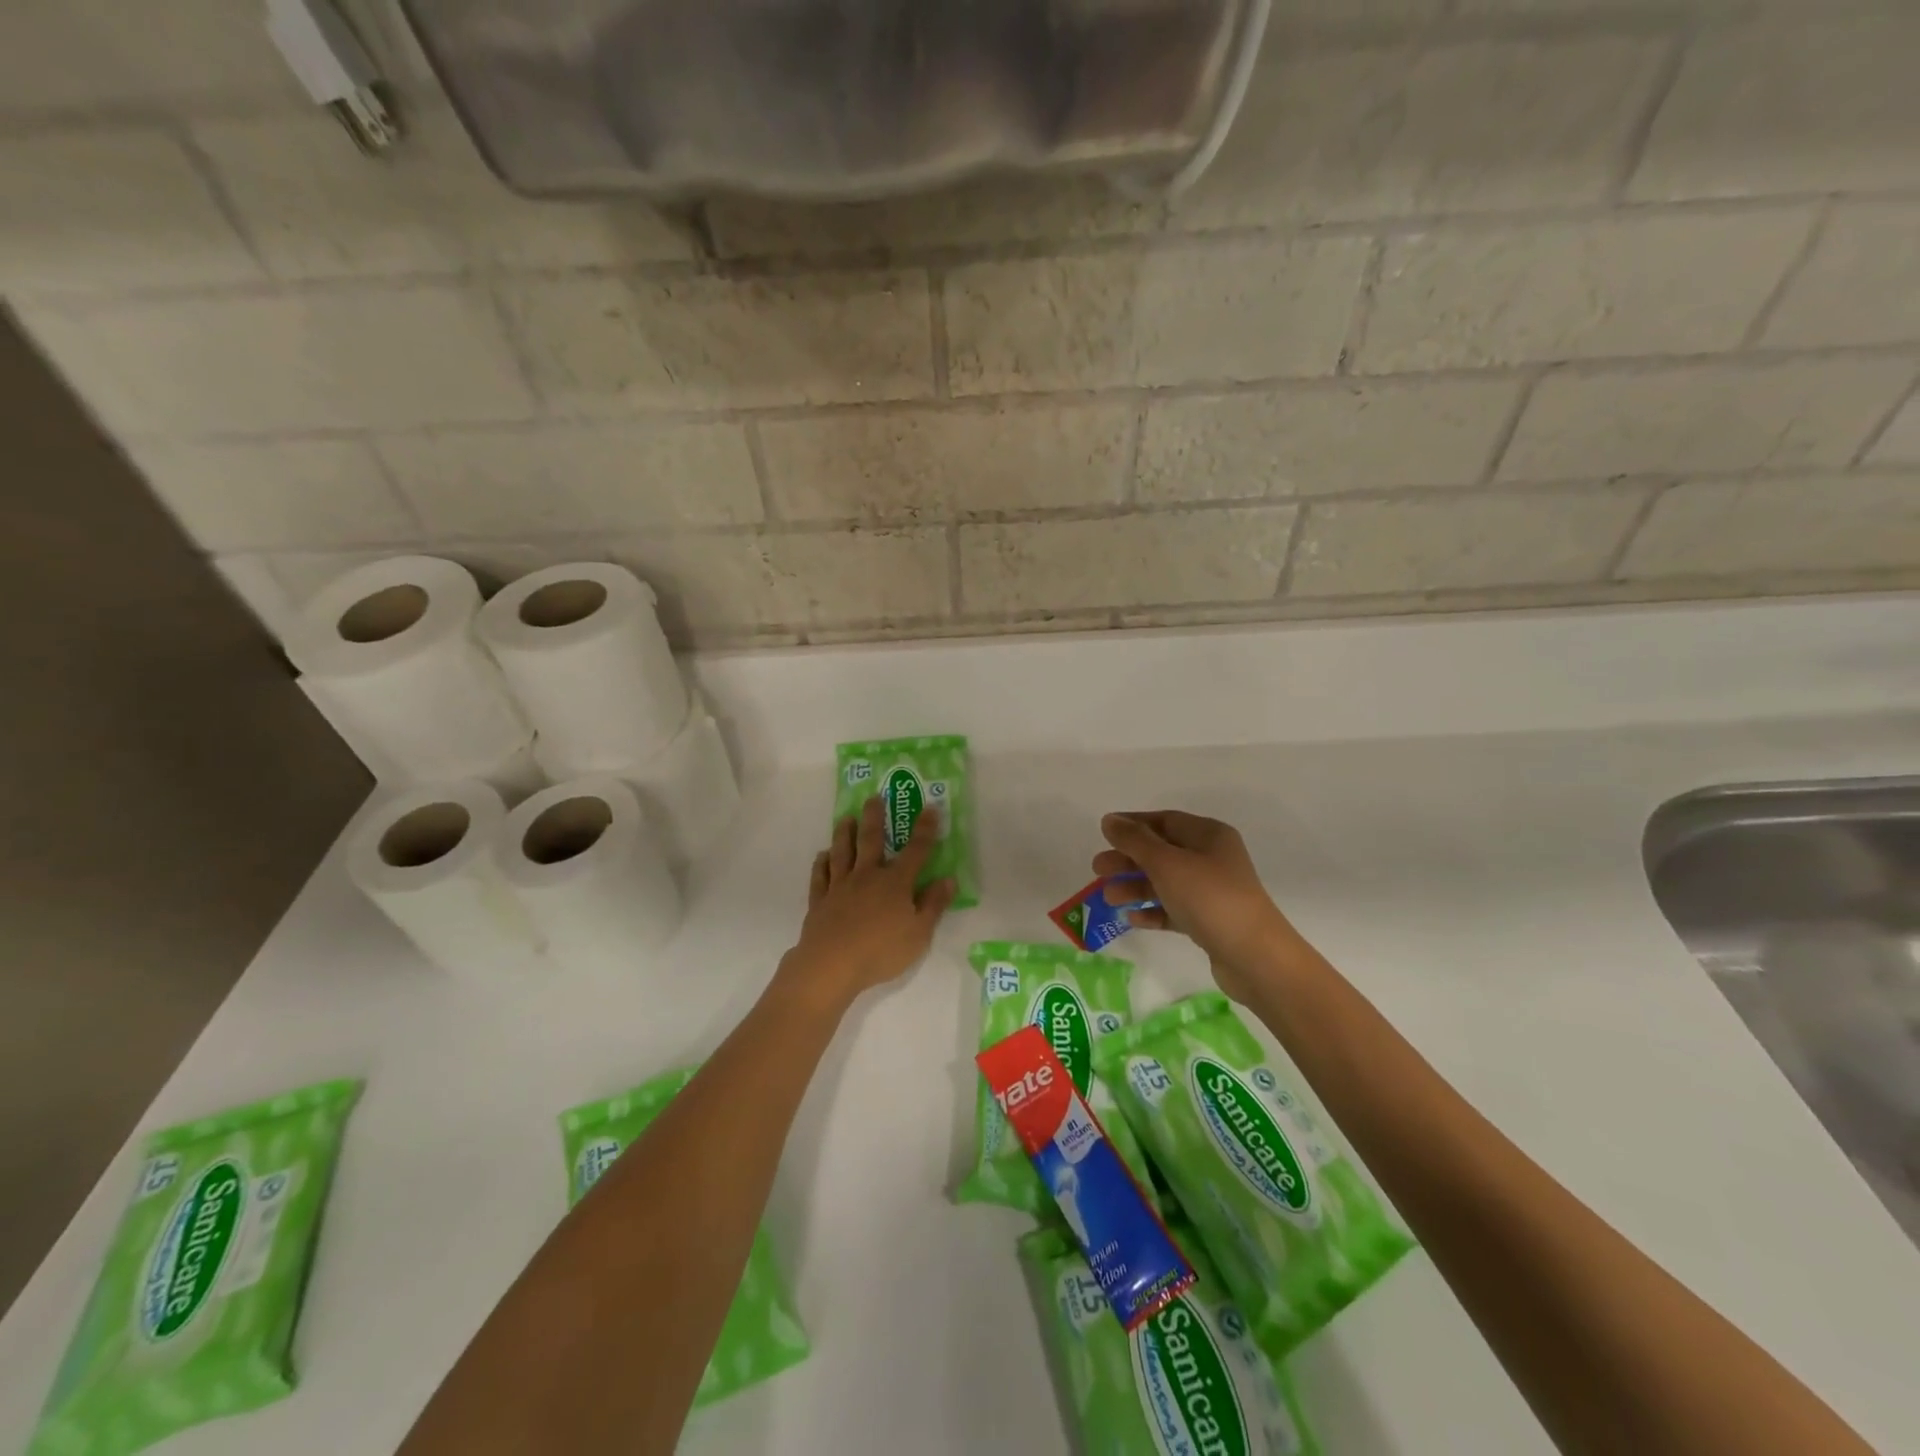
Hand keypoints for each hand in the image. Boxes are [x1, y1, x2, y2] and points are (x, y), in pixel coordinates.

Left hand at [781, 796, 955, 1009]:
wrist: (831, 964)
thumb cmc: (881, 950)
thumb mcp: (919, 933)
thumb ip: (933, 905)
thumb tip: (948, 879)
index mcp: (895, 883)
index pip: (915, 851)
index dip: (925, 829)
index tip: (930, 807)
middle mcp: (867, 876)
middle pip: (871, 841)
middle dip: (875, 817)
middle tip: (873, 797)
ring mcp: (840, 886)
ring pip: (842, 852)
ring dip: (844, 833)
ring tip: (845, 818)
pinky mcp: (820, 900)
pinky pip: (820, 876)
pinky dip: (821, 863)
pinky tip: (822, 855)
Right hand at [1094, 811, 1300, 1002]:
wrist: (1255, 957)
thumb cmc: (1209, 898)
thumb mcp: (1166, 863)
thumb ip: (1135, 840)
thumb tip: (1110, 820)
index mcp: (1208, 836)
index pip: (1164, 820)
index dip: (1132, 824)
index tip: (1103, 833)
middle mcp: (1212, 859)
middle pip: (1161, 852)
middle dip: (1128, 859)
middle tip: (1097, 869)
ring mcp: (1212, 891)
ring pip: (1165, 882)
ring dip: (1135, 887)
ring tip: (1108, 898)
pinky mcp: (1209, 921)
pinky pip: (1174, 909)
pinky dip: (1152, 911)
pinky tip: (1131, 918)